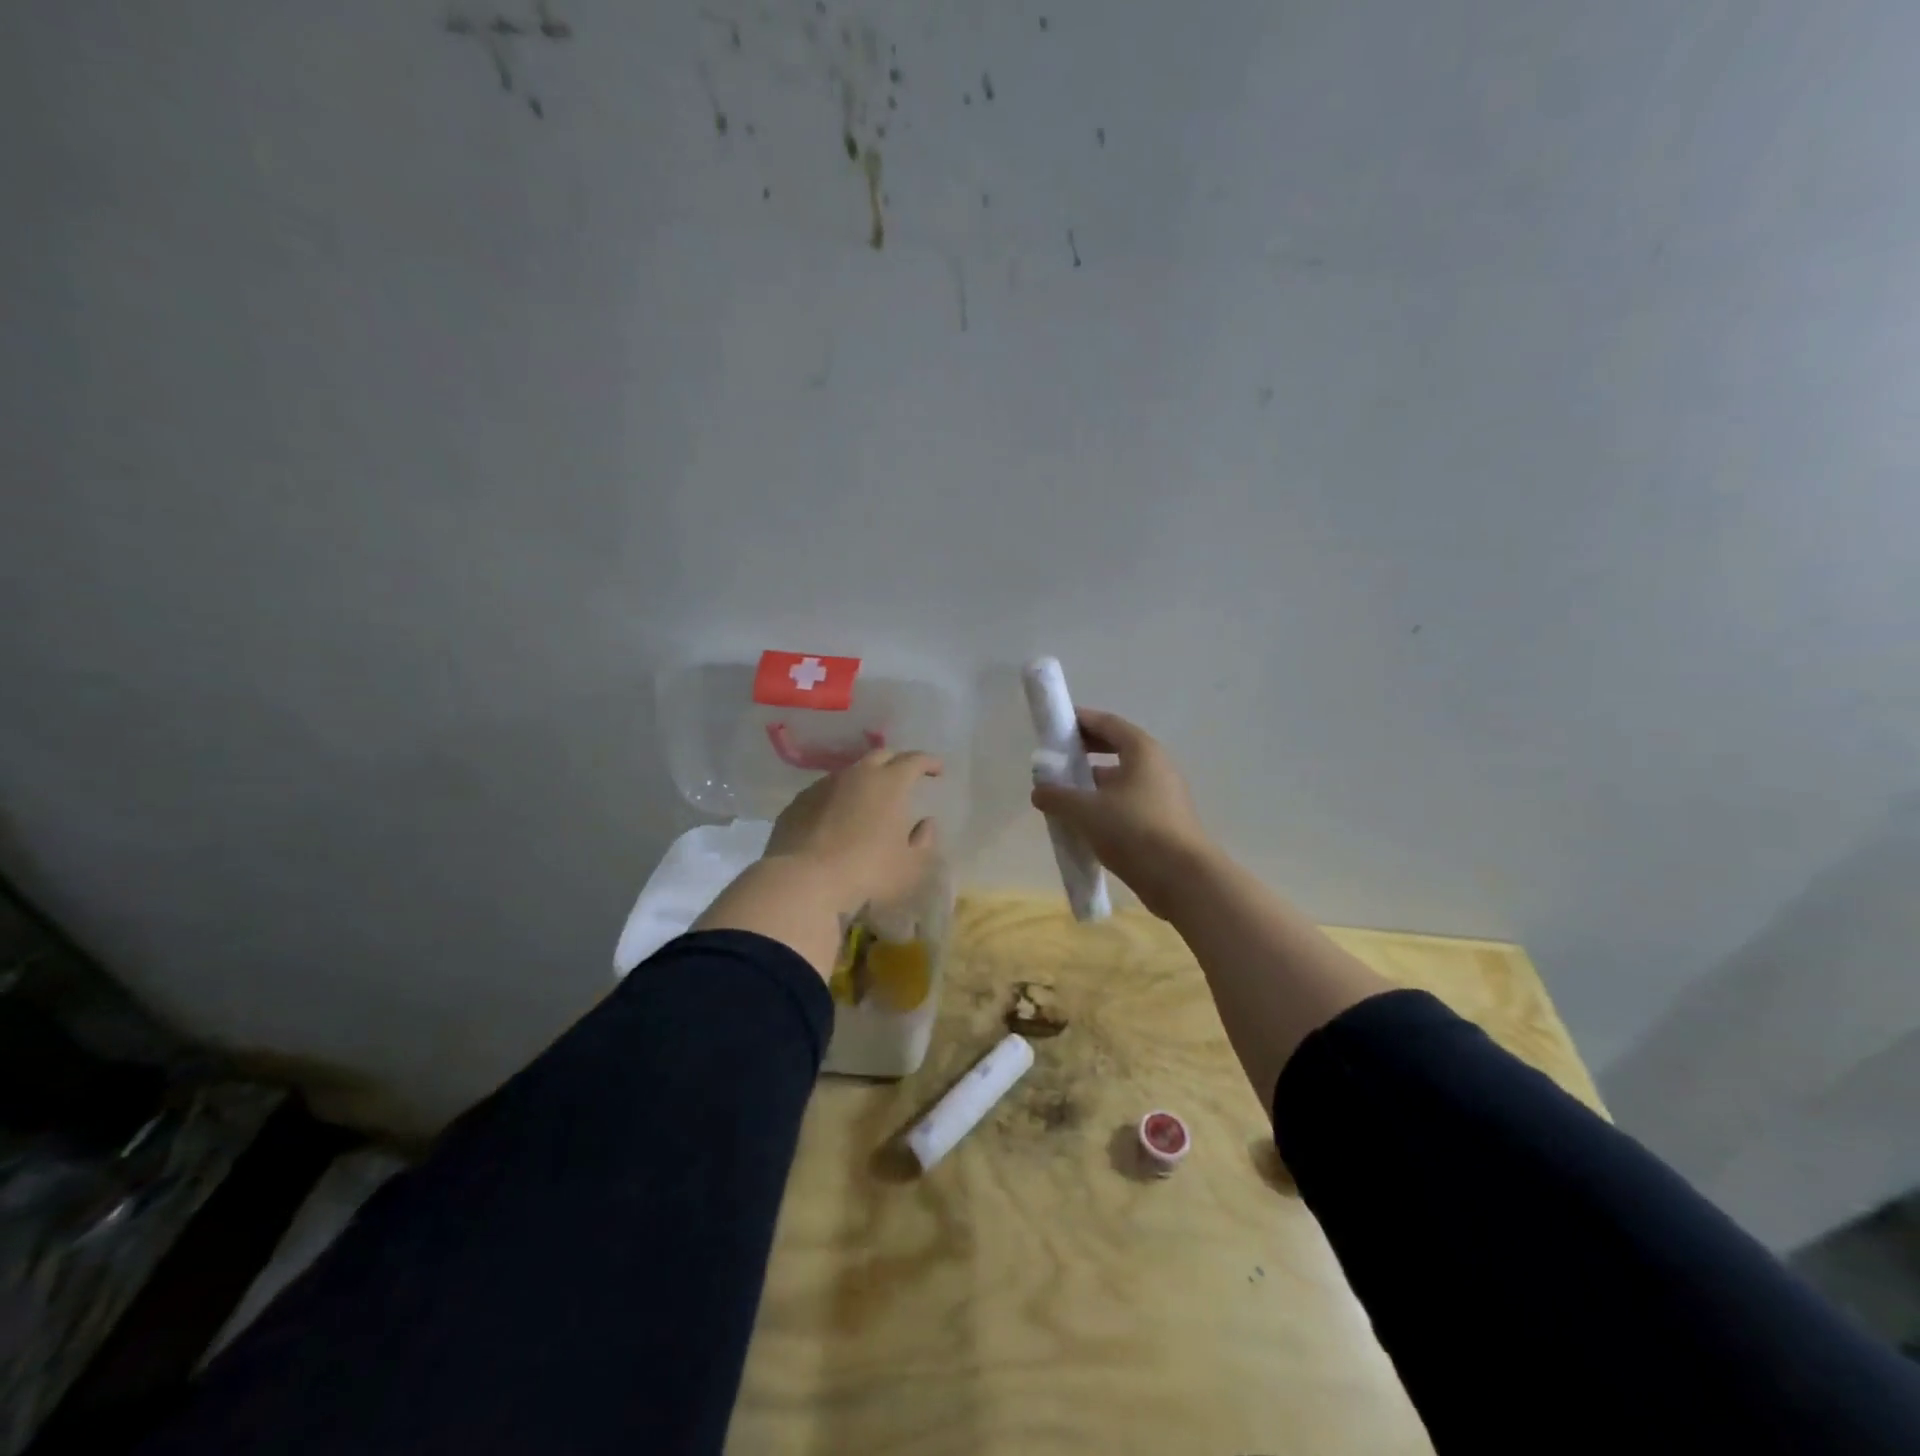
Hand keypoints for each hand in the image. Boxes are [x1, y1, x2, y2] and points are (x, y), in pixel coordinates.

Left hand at [765, 749, 942, 914]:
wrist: (802, 882)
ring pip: (849, 773)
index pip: (914, 760)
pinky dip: (838, 798)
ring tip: (869, 799)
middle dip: (897, 762)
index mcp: (889, 783)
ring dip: (864, 780)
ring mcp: (822, 786)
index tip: (937, 769)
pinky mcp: (798, 803)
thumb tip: (926, 823)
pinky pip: (824, 792)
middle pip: (880, 756)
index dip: (928, 762)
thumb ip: (924, 841)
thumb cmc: (867, 873)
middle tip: (905, 776)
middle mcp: (856, 775)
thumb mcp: (910, 866)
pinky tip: (837, 818)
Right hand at [1029, 708, 1211, 917]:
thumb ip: (1057, 796)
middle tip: (1057, 760)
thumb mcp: (1085, 811)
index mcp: (1141, 751)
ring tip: (1064, 796)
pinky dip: (1105, 805)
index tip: (1054, 725)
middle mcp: (1156, 766)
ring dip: (1092, 783)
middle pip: (1115, 748)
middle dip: (1084, 752)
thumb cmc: (1134, 830)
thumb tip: (1039, 791)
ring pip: (1121, 779)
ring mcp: (1163, 795)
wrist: (1183, 879)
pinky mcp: (1164, 821)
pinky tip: (1085, 824)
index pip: (1107, 723)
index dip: (1079, 721)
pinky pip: (1128, 803)